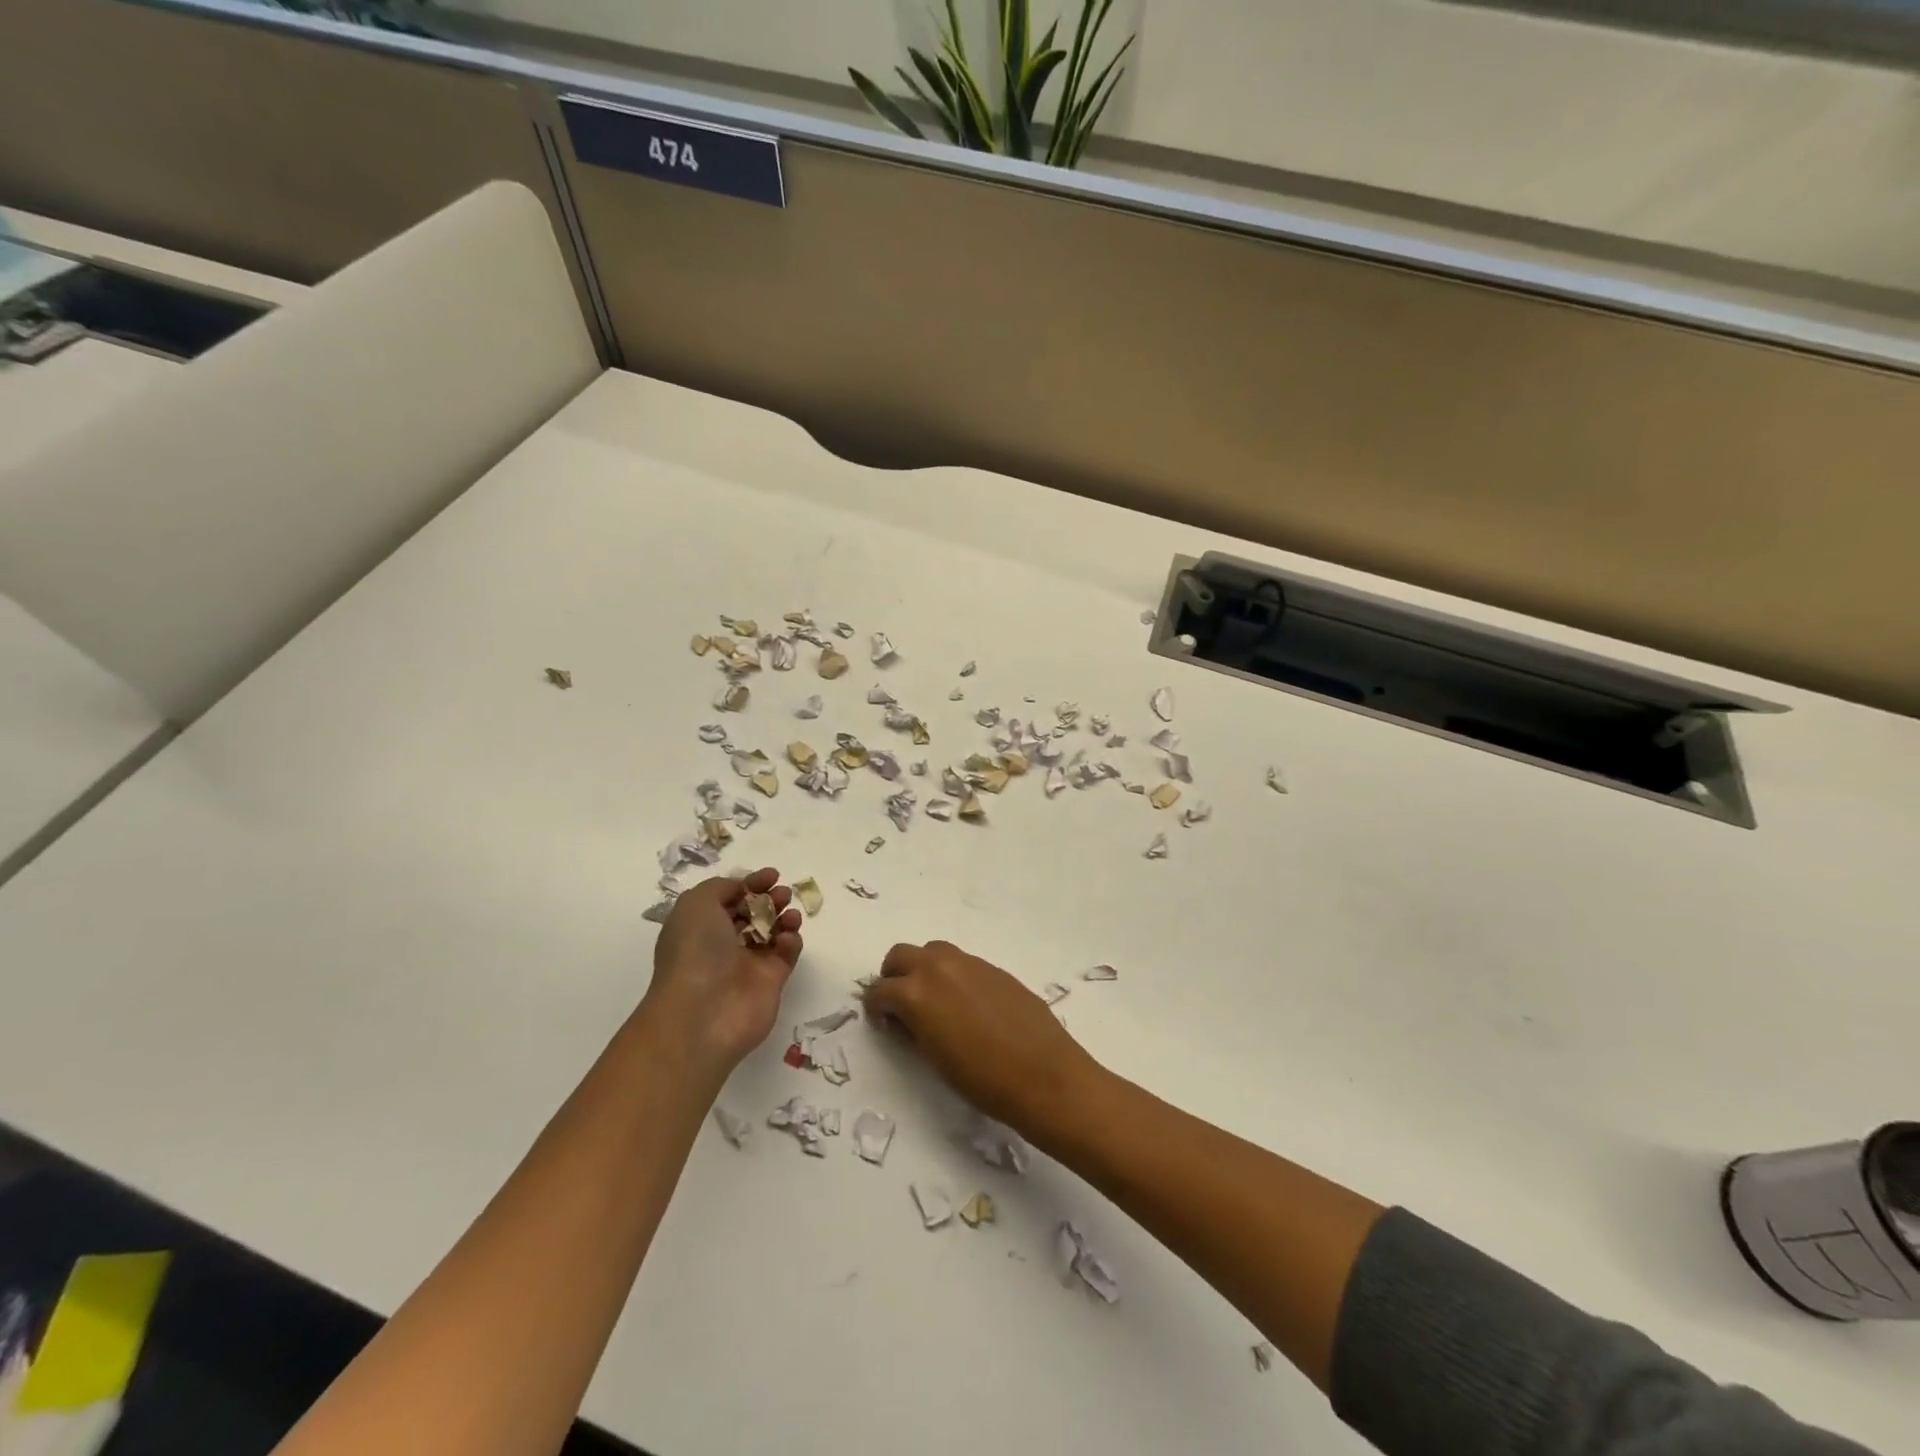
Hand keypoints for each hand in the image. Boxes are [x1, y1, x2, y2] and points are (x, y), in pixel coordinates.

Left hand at [641, 868, 802, 1075]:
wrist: (703, 1014)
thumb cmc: (695, 952)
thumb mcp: (696, 904)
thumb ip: (721, 887)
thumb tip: (742, 889)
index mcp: (701, 926)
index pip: (730, 898)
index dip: (750, 884)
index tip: (771, 876)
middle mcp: (723, 944)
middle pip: (754, 913)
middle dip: (770, 898)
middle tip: (782, 894)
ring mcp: (748, 963)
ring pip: (773, 931)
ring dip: (785, 916)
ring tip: (790, 914)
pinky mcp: (771, 981)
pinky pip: (786, 953)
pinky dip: (791, 941)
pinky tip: (787, 939)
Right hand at [862, 941, 1100, 1134]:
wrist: (1044, 1075)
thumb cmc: (982, 1080)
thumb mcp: (934, 1058)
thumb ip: (914, 1028)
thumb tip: (905, 1018)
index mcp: (916, 993)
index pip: (879, 990)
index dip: (876, 1008)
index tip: (884, 1024)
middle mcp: (939, 967)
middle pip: (901, 955)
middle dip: (894, 977)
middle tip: (902, 1006)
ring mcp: (970, 963)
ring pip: (932, 951)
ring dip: (923, 969)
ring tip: (934, 1002)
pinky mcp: (994, 968)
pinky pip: (962, 961)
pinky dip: (952, 974)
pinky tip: (967, 1005)